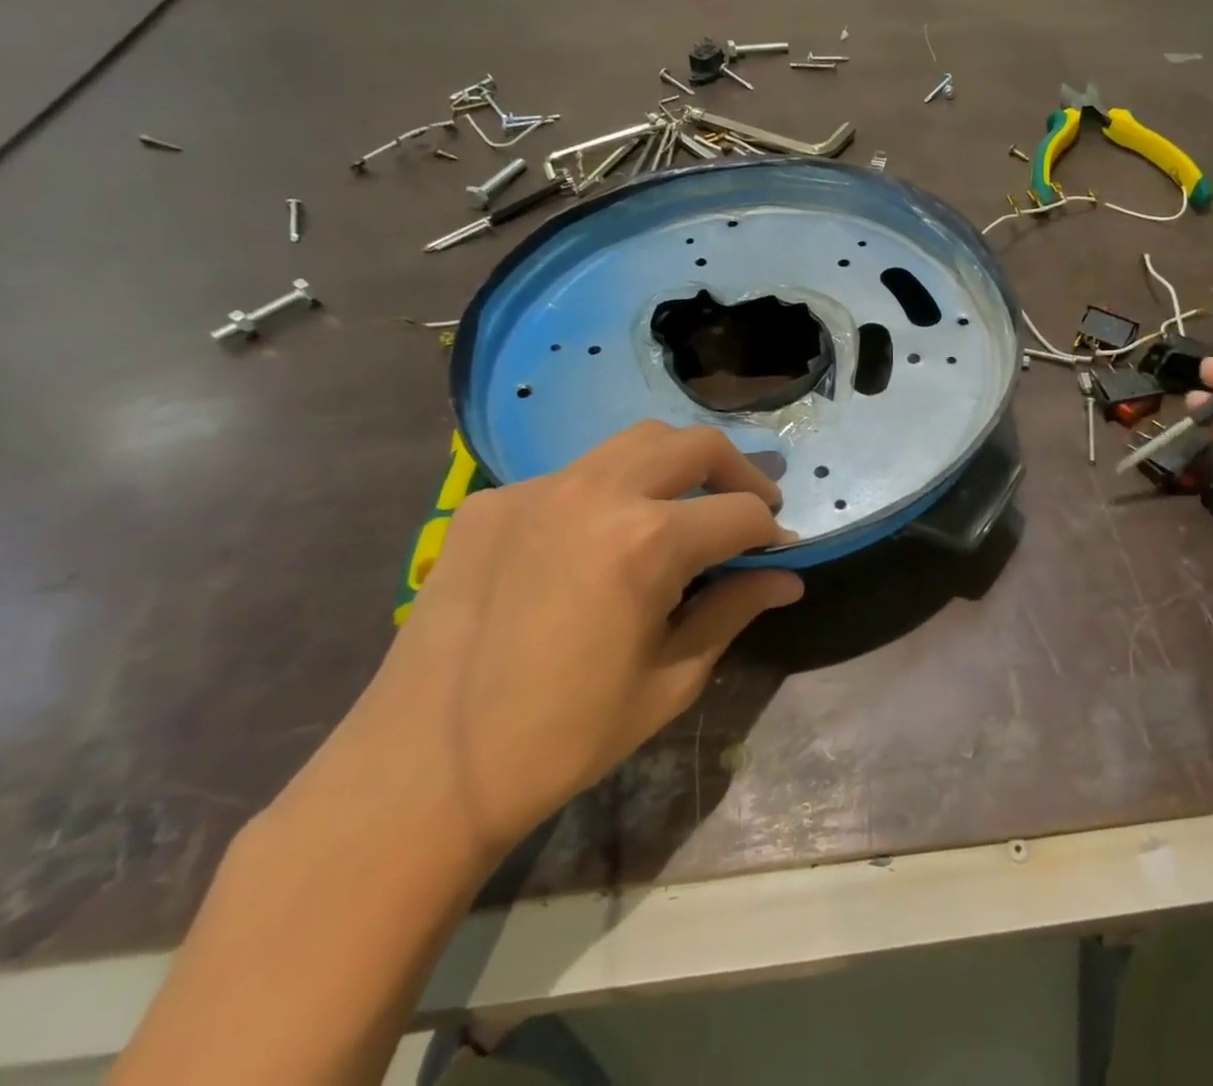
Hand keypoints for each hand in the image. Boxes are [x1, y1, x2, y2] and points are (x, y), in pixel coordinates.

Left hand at [341, 421, 801, 855]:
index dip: (771, 533)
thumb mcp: (670, 681)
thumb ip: (734, 610)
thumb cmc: (563, 737)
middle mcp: (597, 492)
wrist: (425, 770)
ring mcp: (538, 488)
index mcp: (647, 541)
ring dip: (677, 465)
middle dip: (738, 473)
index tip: (777, 554)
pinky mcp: (493, 500)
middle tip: (748, 510)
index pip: (740, 512)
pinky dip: (609, 492)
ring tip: (684, 508)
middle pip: (696, 445)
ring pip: (635, 441)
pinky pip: (573, 474)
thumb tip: (787, 579)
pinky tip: (597, 541)